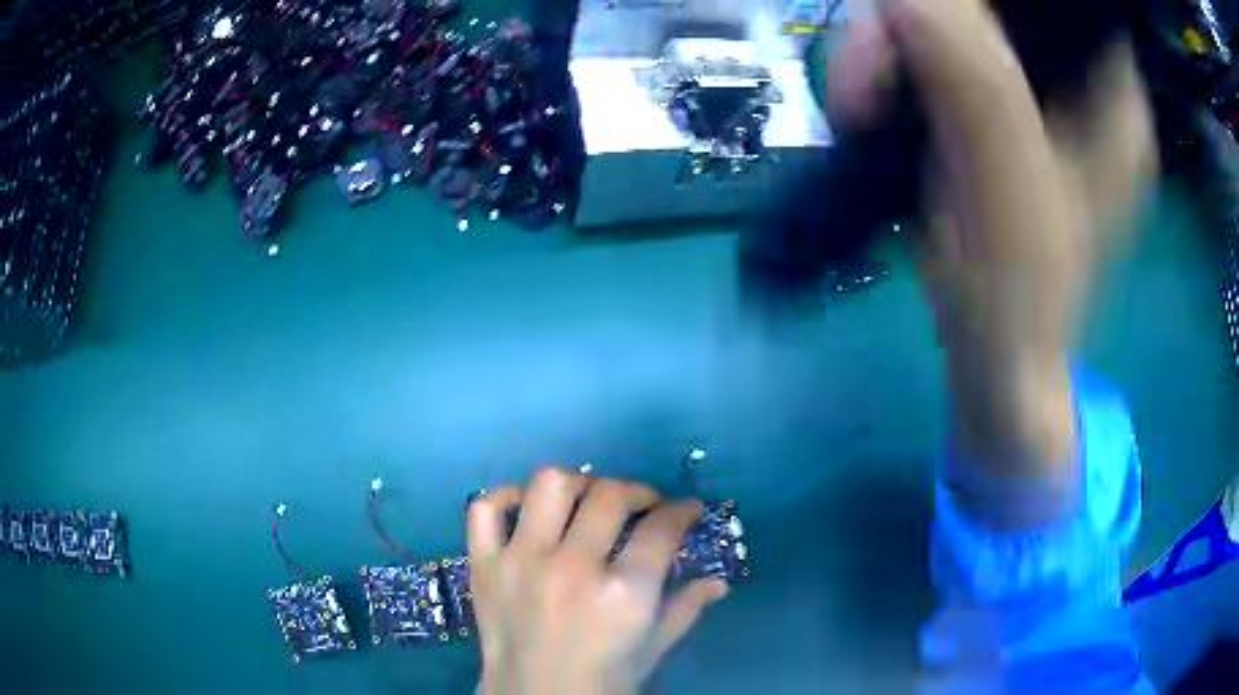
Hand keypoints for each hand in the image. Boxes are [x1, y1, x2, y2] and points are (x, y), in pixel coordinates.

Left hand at [469, 468, 729, 694]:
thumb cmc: (601, 681)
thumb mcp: (652, 649)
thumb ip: (685, 609)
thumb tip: (718, 582)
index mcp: (623, 593)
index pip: (661, 528)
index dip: (682, 511)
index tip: (687, 510)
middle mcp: (572, 567)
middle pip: (610, 495)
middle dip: (638, 491)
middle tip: (643, 506)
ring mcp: (521, 561)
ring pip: (549, 485)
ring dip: (577, 484)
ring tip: (587, 501)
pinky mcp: (484, 565)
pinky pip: (484, 509)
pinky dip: (505, 498)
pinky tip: (527, 511)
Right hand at [828, 0, 1155, 487]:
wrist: (997, 366)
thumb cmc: (1019, 297)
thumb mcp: (1007, 186)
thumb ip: (974, 79)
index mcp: (1113, 97)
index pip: (1055, 0)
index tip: (915, 17)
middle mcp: (1082, 84)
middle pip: (998, 7)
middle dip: (919, 21)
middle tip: (866, 75)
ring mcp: (1040, 99)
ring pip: (959, 26)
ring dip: (894, 50)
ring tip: (859, 104)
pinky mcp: (1002, 116)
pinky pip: (943, 59)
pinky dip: (898, 72)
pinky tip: (875, 106)